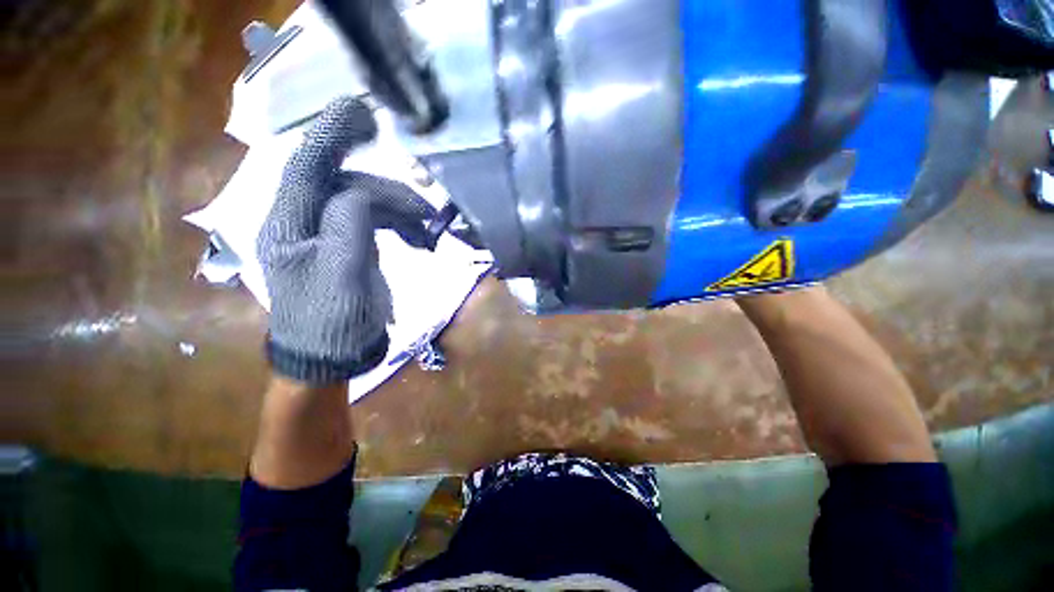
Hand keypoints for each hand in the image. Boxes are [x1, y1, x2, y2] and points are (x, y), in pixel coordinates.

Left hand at [257, 97, 436, 383]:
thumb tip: (364, 191)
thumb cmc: (332, 321)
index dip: (330, 134)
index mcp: (288, 225)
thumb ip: (348, 224)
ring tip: (428, 233)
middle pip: (344, 184)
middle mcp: (303, 222)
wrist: (334, 354)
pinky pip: (375, 222)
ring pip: (365, 203)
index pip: (306, 166)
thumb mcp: (342, 274)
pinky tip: (419, 240)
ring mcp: (328, 234)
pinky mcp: (349, 246)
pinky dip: (400, 226)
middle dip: (386, 190)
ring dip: (400, 212)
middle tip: (422, 205)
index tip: (359, 112)